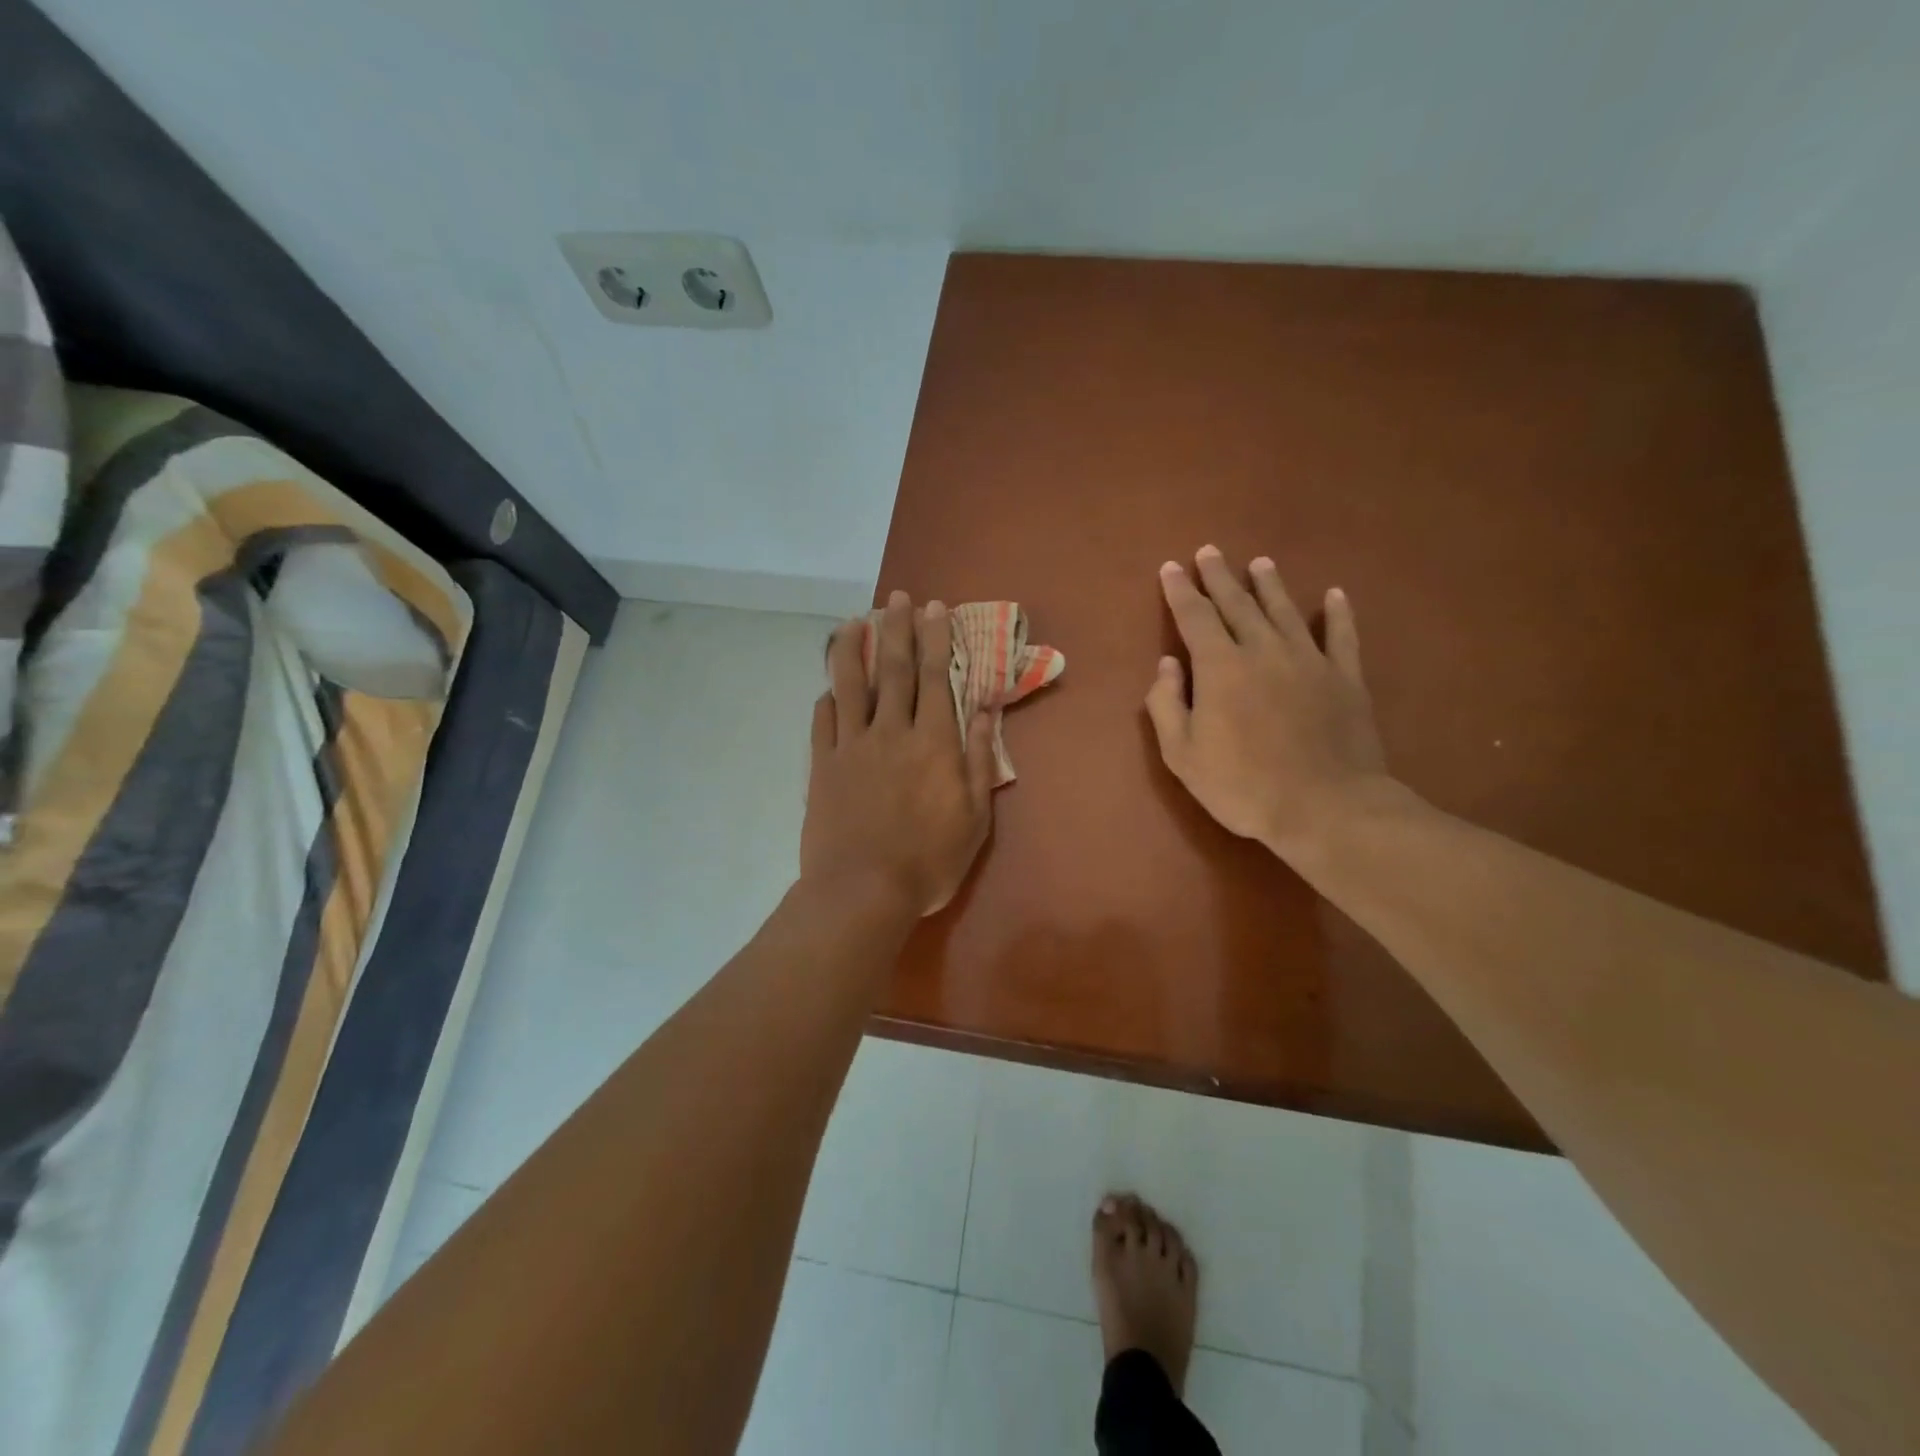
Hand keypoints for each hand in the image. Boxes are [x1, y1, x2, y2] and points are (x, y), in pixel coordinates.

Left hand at [802, 592, 996, 916]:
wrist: (862, 891)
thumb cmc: (928, 862)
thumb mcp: (974, 818)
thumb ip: (978, 760)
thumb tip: (982, 711)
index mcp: (933, 743)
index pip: (935, 677)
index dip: (935, 639)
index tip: (934, 608)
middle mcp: (891, 732)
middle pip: (892, 669)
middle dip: (896, 629)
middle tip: (897, 597)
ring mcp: (851, 747)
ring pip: (850, 686)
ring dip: (852, 649)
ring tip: (854, 621)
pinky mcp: (822, 766)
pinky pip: (822, 722)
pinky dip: (827, 699)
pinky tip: (829, 687)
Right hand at [1146, 546, 1391, 862]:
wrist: (1324, 807)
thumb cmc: (1242, 785)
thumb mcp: (1182, 754)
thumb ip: (1167, 704)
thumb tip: (1167, 664)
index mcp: (1220, 667)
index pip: (1195, 617)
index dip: (1181, 591)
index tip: (1172, 567)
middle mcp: (1263, 650)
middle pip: (1238, 604)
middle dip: (1220, 576)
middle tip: (1209, 551)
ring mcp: (1309, 661)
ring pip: (1285, 611)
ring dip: (1269, 585)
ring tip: (1260, 563)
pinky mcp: (1345, 678)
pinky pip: (1341, 636)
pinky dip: (1338, 613)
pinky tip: (1334, 595)